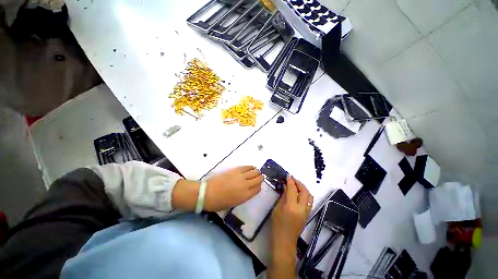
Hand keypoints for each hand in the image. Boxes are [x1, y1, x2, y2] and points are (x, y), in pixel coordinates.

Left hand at [204, 166, 262, 211]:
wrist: (208, 193)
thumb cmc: (219, 202)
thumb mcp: (234, 203)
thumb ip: (244, 196)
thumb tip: (249, 189)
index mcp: (246, 196)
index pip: (258, 188)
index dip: (259, 186)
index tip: (257, 185)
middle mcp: (246, 185)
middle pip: (259, 179)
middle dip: (260, 178)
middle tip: (258, 177)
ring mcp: (241, 176)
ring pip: (255, 171)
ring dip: (256, 172)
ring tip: (255, 172)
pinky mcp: (236, 169)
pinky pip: (247, 166)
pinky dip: (251, 167)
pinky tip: (251, 167)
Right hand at [268, 176, 312, 278]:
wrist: (285, 240)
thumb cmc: (278, 224)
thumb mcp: (277, 208)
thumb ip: (283, 196)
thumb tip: (286, 187)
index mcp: (291, 207)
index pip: (292, 190)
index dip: (290, 181)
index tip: (288, 176)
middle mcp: (301, 208)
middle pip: (304, 191)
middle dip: (299, 183)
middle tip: (293, 179)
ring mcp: (306, 212)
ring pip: (309, 196)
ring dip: (304, 188)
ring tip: (296, 185)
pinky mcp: (308, 214)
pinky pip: (309, 201)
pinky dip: (305, 194)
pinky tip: (299, 193)